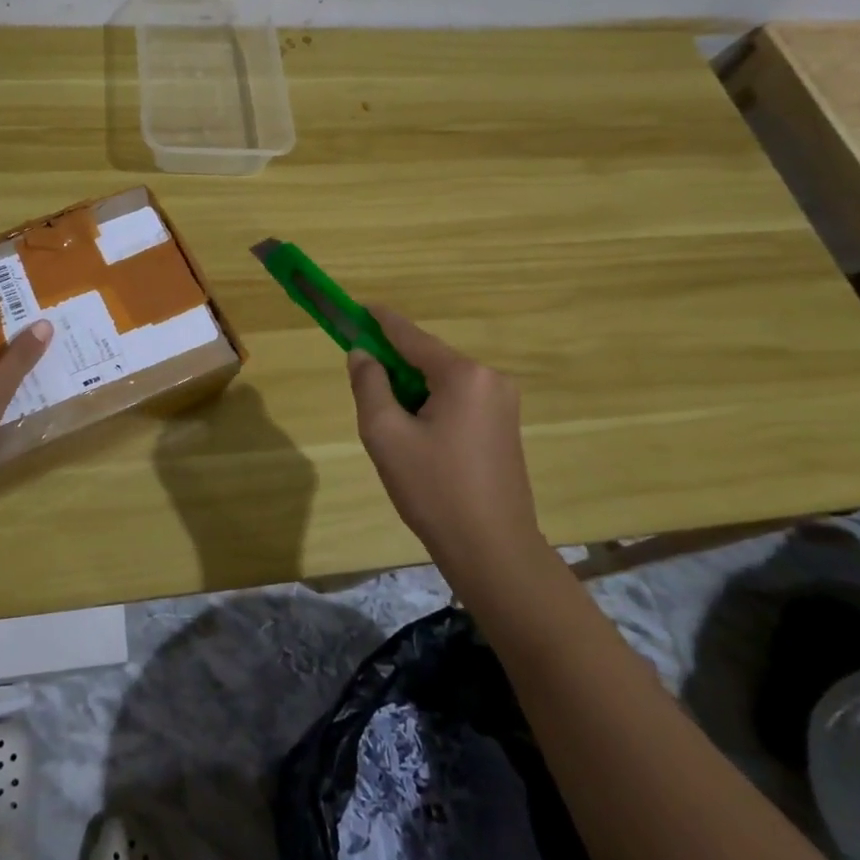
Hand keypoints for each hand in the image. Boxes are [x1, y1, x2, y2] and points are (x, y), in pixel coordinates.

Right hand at [347, 309, 545, 571]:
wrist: (494, 551)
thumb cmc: (434, 490)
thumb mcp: (385, 434)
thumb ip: (369, 385)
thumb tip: (362, 355)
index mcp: (463, 375)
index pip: (410, 335)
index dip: (378, 320)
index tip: (354, 308)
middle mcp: (489, 378)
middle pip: (427, 358)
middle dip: (393, 366)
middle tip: (364, 389)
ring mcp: (503, 403)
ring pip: (441, 381)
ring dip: (411, 391)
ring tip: (390, 427)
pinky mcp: (505, 426)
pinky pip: (458, 400)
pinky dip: (431, 406)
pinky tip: (417, 438)